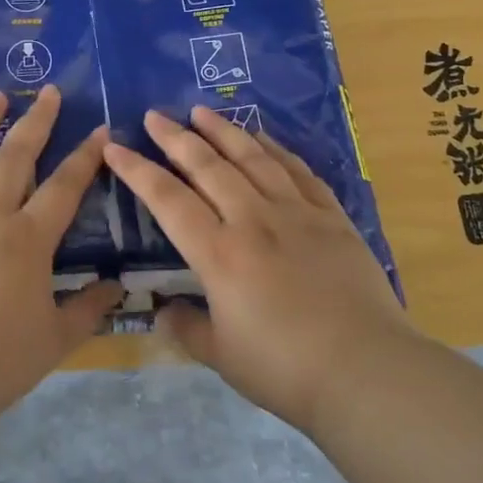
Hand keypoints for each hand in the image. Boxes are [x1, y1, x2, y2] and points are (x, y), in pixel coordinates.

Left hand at [0, 86, 122, 409]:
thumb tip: (117, 287)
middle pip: (14, 157)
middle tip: (46, 92)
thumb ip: (88, 307)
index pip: (64, 186)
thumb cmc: (1, 357)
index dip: (85, 157)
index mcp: (27, 238)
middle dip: (35, 121)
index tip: (99, 129)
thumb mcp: (57, 338)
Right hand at [104, 108, 413, 434]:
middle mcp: (253, 221)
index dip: (137, 170)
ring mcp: (296, 213)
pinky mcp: (332, 218)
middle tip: (155, 115)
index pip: (167, 200)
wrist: (368, 372)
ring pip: (253, 158)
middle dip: (176, 137)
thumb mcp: (222, 357)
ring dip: (223, 131)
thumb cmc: (285, 369)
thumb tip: (165, 309)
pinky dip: (275, 149)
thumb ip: (187, 328)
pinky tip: (262, 139)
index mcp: (219, 254)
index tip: (115, 147)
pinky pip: (298, 171)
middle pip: (208, 166)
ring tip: (201, 111)